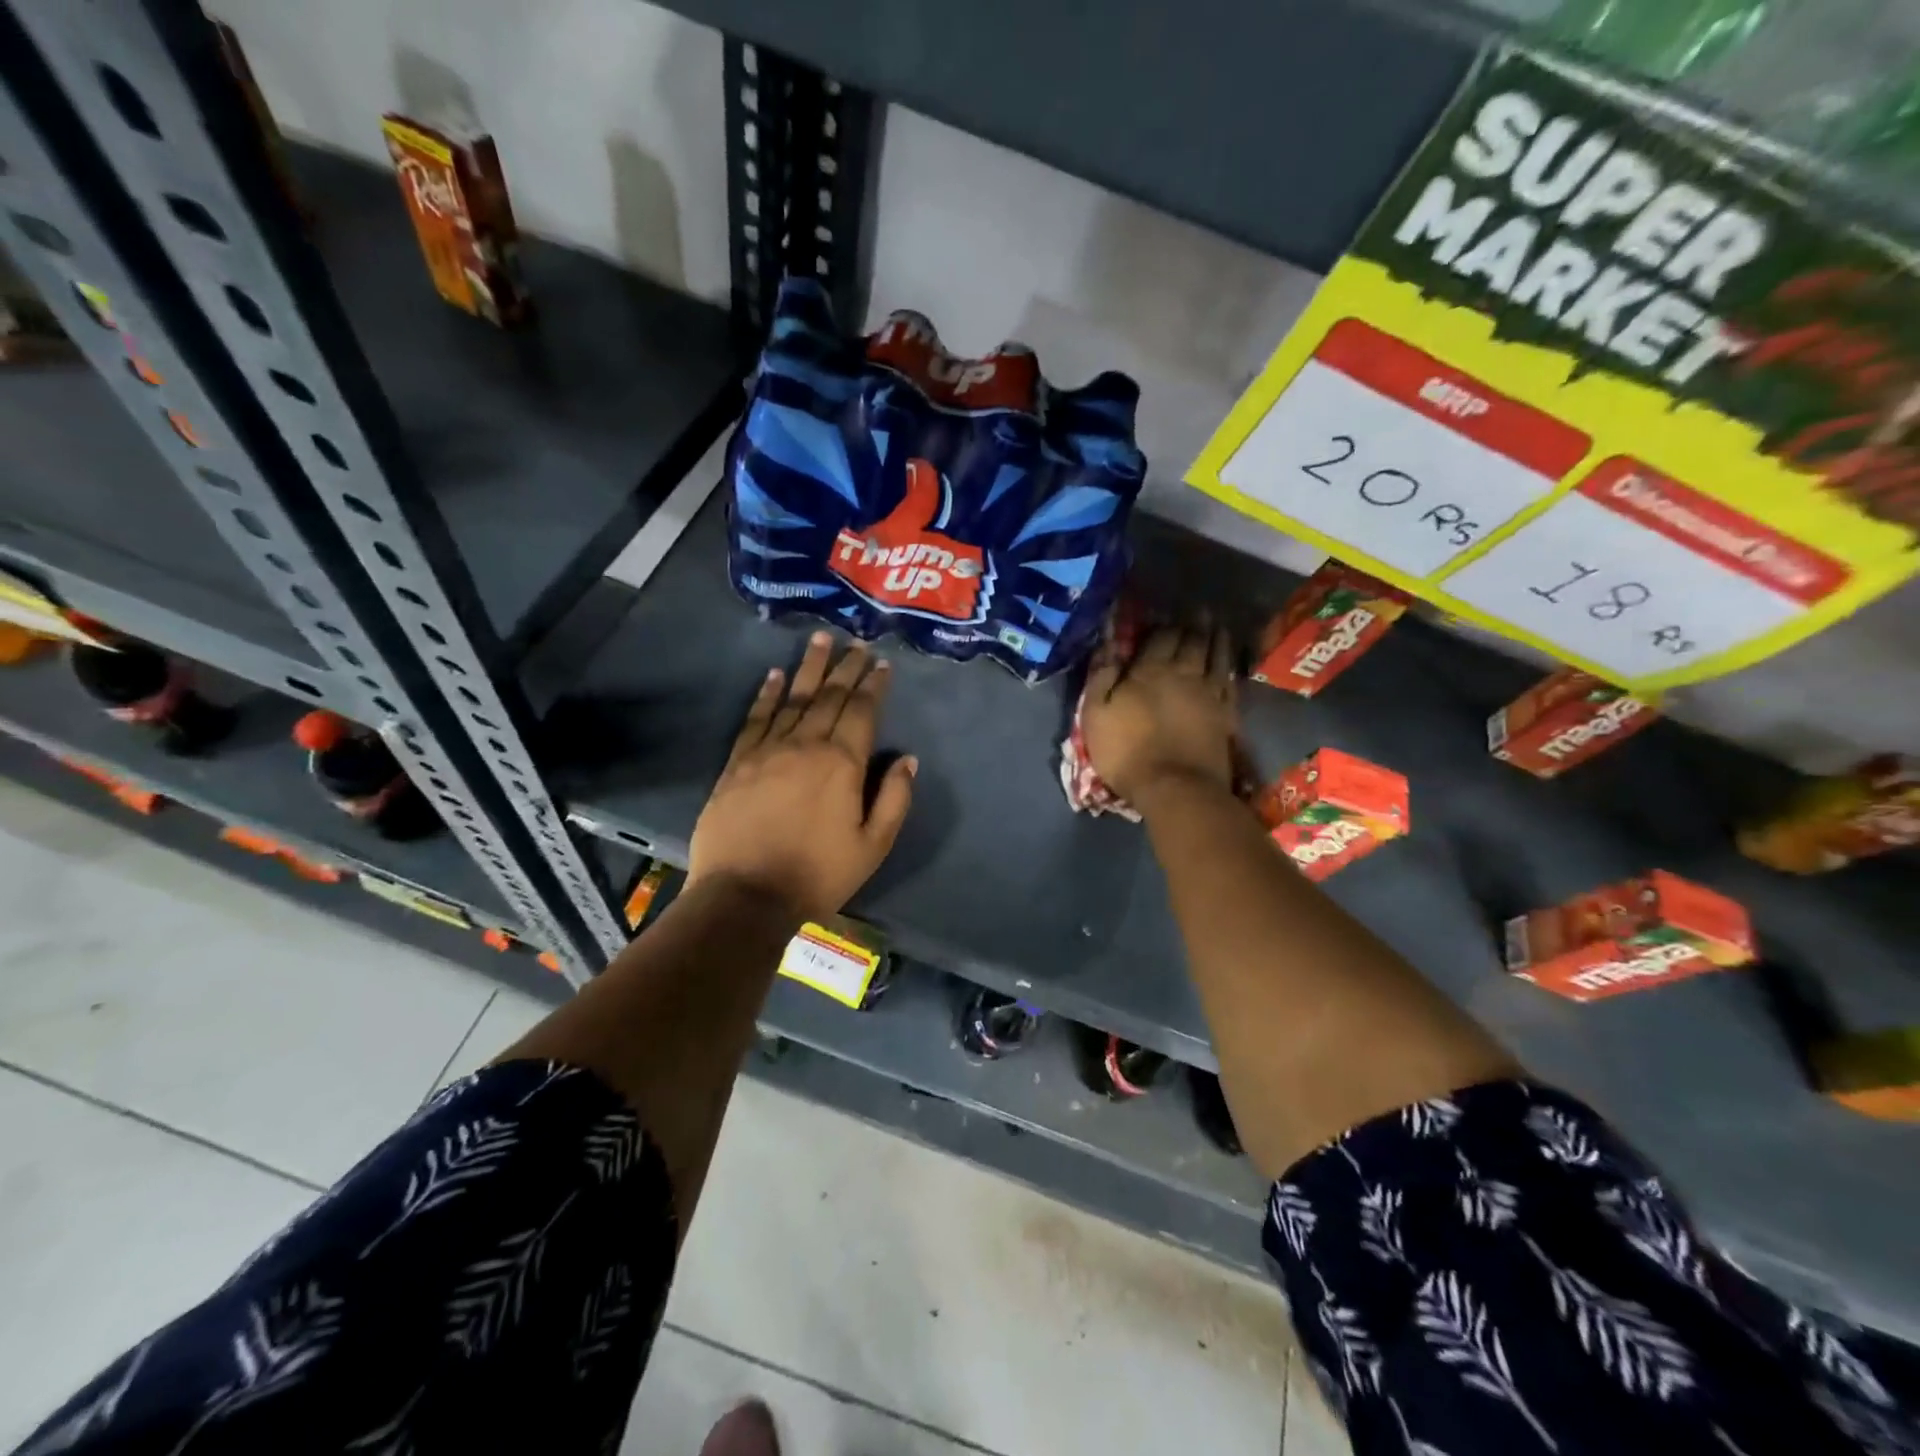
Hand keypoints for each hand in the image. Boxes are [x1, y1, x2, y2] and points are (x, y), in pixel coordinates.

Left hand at [688, 632, 916, 921]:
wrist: (745, 896)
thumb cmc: (817, 874)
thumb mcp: (873, 846)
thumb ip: (894, 799)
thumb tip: (907, 759)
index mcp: (842, 764)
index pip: (862, 712)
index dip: (873, 685)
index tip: (881, 663)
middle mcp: (806, 745)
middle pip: (829, 697)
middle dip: (846, 668)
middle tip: (856, 643)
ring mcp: (767, 751)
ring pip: (792, 698)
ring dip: (809, 667)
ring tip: (819, 639)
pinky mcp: (737, 763)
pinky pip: (755, 719)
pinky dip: (766, 694)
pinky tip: (774, 675)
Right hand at [1080, 624, 1235, 803]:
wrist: (1175, 788)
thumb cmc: (1126, 752)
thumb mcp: (1096, 714)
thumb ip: (1101, 675)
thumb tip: (1107, 641)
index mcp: (1149, 671)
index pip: (1161, 636)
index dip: (1164, 623)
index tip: (1166, 611)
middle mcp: (1183, 674)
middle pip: (1192, 641)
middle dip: (1194, 623)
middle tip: (1199, 609)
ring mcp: (1209, 694)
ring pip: (1216, 656)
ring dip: (1217, 637)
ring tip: (1218, 625)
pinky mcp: (1225, 715)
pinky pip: (1230, 681)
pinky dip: (1229, 666)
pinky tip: (1229, 663)